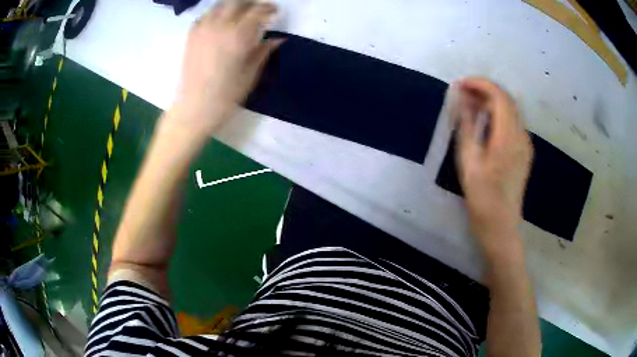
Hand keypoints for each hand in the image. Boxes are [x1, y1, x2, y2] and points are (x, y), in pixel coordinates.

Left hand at [173, 0, 282, 134]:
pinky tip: (220, 24)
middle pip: (237, 2)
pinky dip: (215, 14)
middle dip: (251, 3)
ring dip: (232, 6)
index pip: (257, 10)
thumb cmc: (225, 96)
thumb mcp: (250, 74)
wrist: (194, 109)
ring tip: (239, 15)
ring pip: (220, 5)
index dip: (269, 8)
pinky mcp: (191, 36)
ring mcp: (203, 29)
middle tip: (258, 11)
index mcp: (238, 35)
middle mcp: (220, 25)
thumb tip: (279, 39)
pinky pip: (205, 16)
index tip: (275, 12)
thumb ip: (264, 51)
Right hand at [453, 78, 533, 254]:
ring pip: (510, 110)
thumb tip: (461, 98)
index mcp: (509, 137)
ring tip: (470, 106)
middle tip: (462, 94)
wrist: (500, 226)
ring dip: (491, 102)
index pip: (499, 96)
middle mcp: (522, 136)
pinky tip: (484, 123)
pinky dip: (498, 115)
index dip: (480, 84)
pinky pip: (512, 123)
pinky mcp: (524, 152)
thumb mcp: (468, 160)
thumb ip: (466, 124)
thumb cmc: (482, 197)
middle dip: (484, 90)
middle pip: (506, 100)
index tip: (460, 84)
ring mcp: (525, 144)